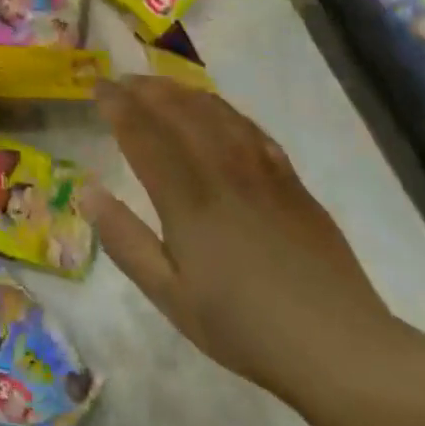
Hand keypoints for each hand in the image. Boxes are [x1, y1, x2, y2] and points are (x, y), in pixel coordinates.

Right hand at [84, 77, 402, 404]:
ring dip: (181, 92)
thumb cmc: (243, 327)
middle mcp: (222, 170)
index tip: (98, 87)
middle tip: (122, 81)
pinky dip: (224, 110)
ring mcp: (261, 170)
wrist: (337, 344)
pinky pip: (251, 128)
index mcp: (187, 197)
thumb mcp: (169, 296)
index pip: (143, 134)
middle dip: (145, 90)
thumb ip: (124, 241)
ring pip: (215, 112)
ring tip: (159, 86)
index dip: (117, 105)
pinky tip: (216, 111)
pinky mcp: (291, 179)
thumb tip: (87, 191)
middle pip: (178, 112)